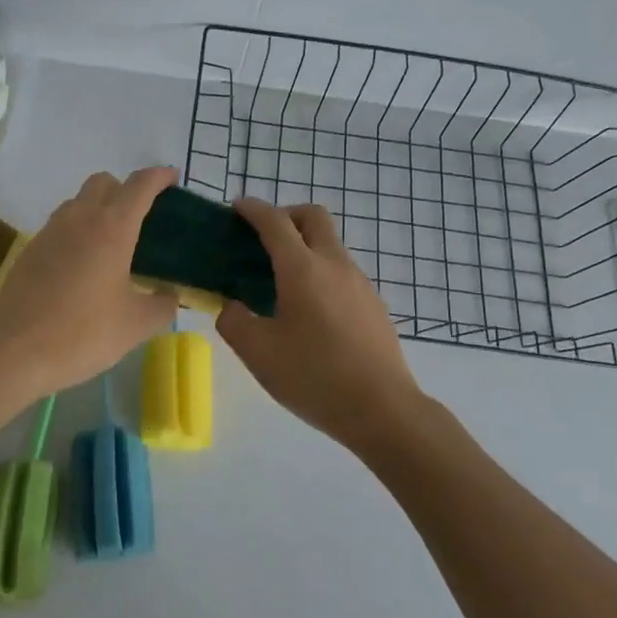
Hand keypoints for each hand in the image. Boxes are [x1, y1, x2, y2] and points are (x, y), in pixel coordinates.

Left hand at [0, 167, 179, 399]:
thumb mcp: (137, 325)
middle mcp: (80, 218)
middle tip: (142, 216)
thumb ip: (163, 304)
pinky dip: (78, 230)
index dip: (160, 176)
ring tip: (113, 242)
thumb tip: (169, 294)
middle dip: (126, 189)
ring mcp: (50, 231)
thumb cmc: (83, 333)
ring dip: (99, 208)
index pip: (140, 185)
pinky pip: (61, 225)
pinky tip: (84, 264)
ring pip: (78, 201)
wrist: (14, 351)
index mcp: (113, 228)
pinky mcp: (31, 249)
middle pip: (104, 182)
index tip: (172, 177)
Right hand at [217, 198, 427, 452]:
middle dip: (285, 215)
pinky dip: (321, 271)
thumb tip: (232, 306)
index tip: (236, 208)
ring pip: (330, 244)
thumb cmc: (314, 377)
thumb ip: (234, 321)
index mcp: (302, 269)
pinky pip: (342, 271)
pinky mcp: (374, 304)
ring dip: (305, 245)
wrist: (383, 409)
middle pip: (312, 217)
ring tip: (281, 281)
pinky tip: (310, 310)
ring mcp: (360, 283)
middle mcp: (334, 264)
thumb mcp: (258, 353)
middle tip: (262, 239)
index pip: (274, 221)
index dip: (253, 209)